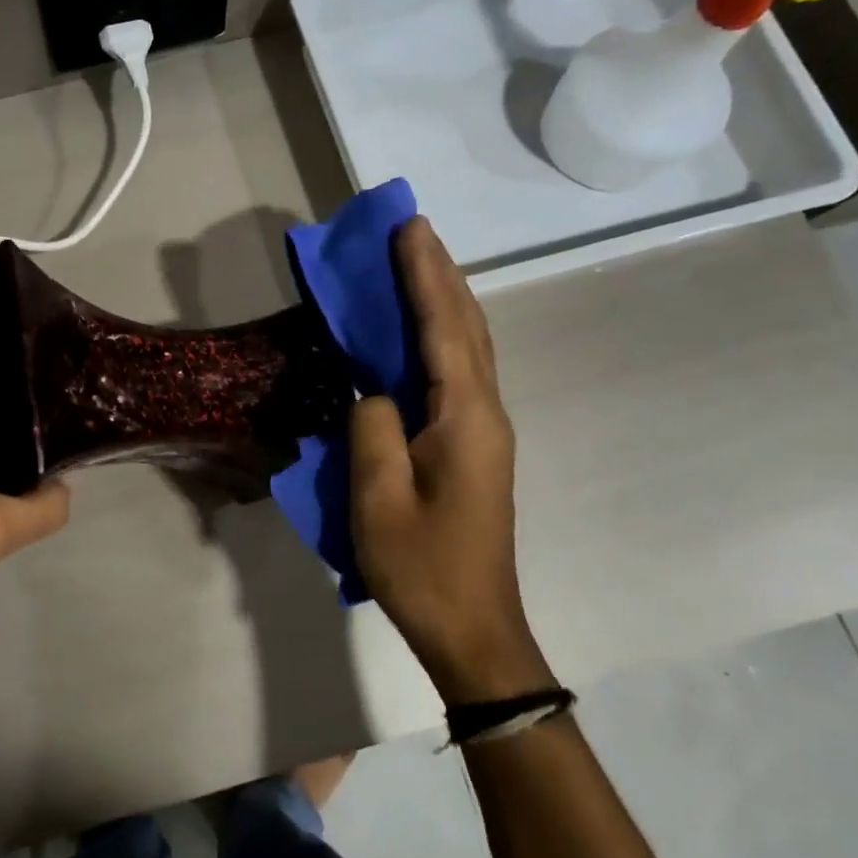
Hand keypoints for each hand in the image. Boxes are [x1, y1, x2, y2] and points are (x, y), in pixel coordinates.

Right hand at [349, 217, 552, 704]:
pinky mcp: (473, 446)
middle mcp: (485, 413)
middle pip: (467, 326)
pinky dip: (442, 333)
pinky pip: (458, 371)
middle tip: (412, 231)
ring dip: (445, 298)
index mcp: (465, 419)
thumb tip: (375, 391)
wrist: (473, 628)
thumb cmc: (422, 566)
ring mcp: (484, 430)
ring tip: (418, 262)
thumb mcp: (378, 499)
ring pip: (469, 346)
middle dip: (440, 274)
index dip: (424, 275)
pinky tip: (424, 329)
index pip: (443, 328)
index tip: (407, 228)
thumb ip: (372, 428)